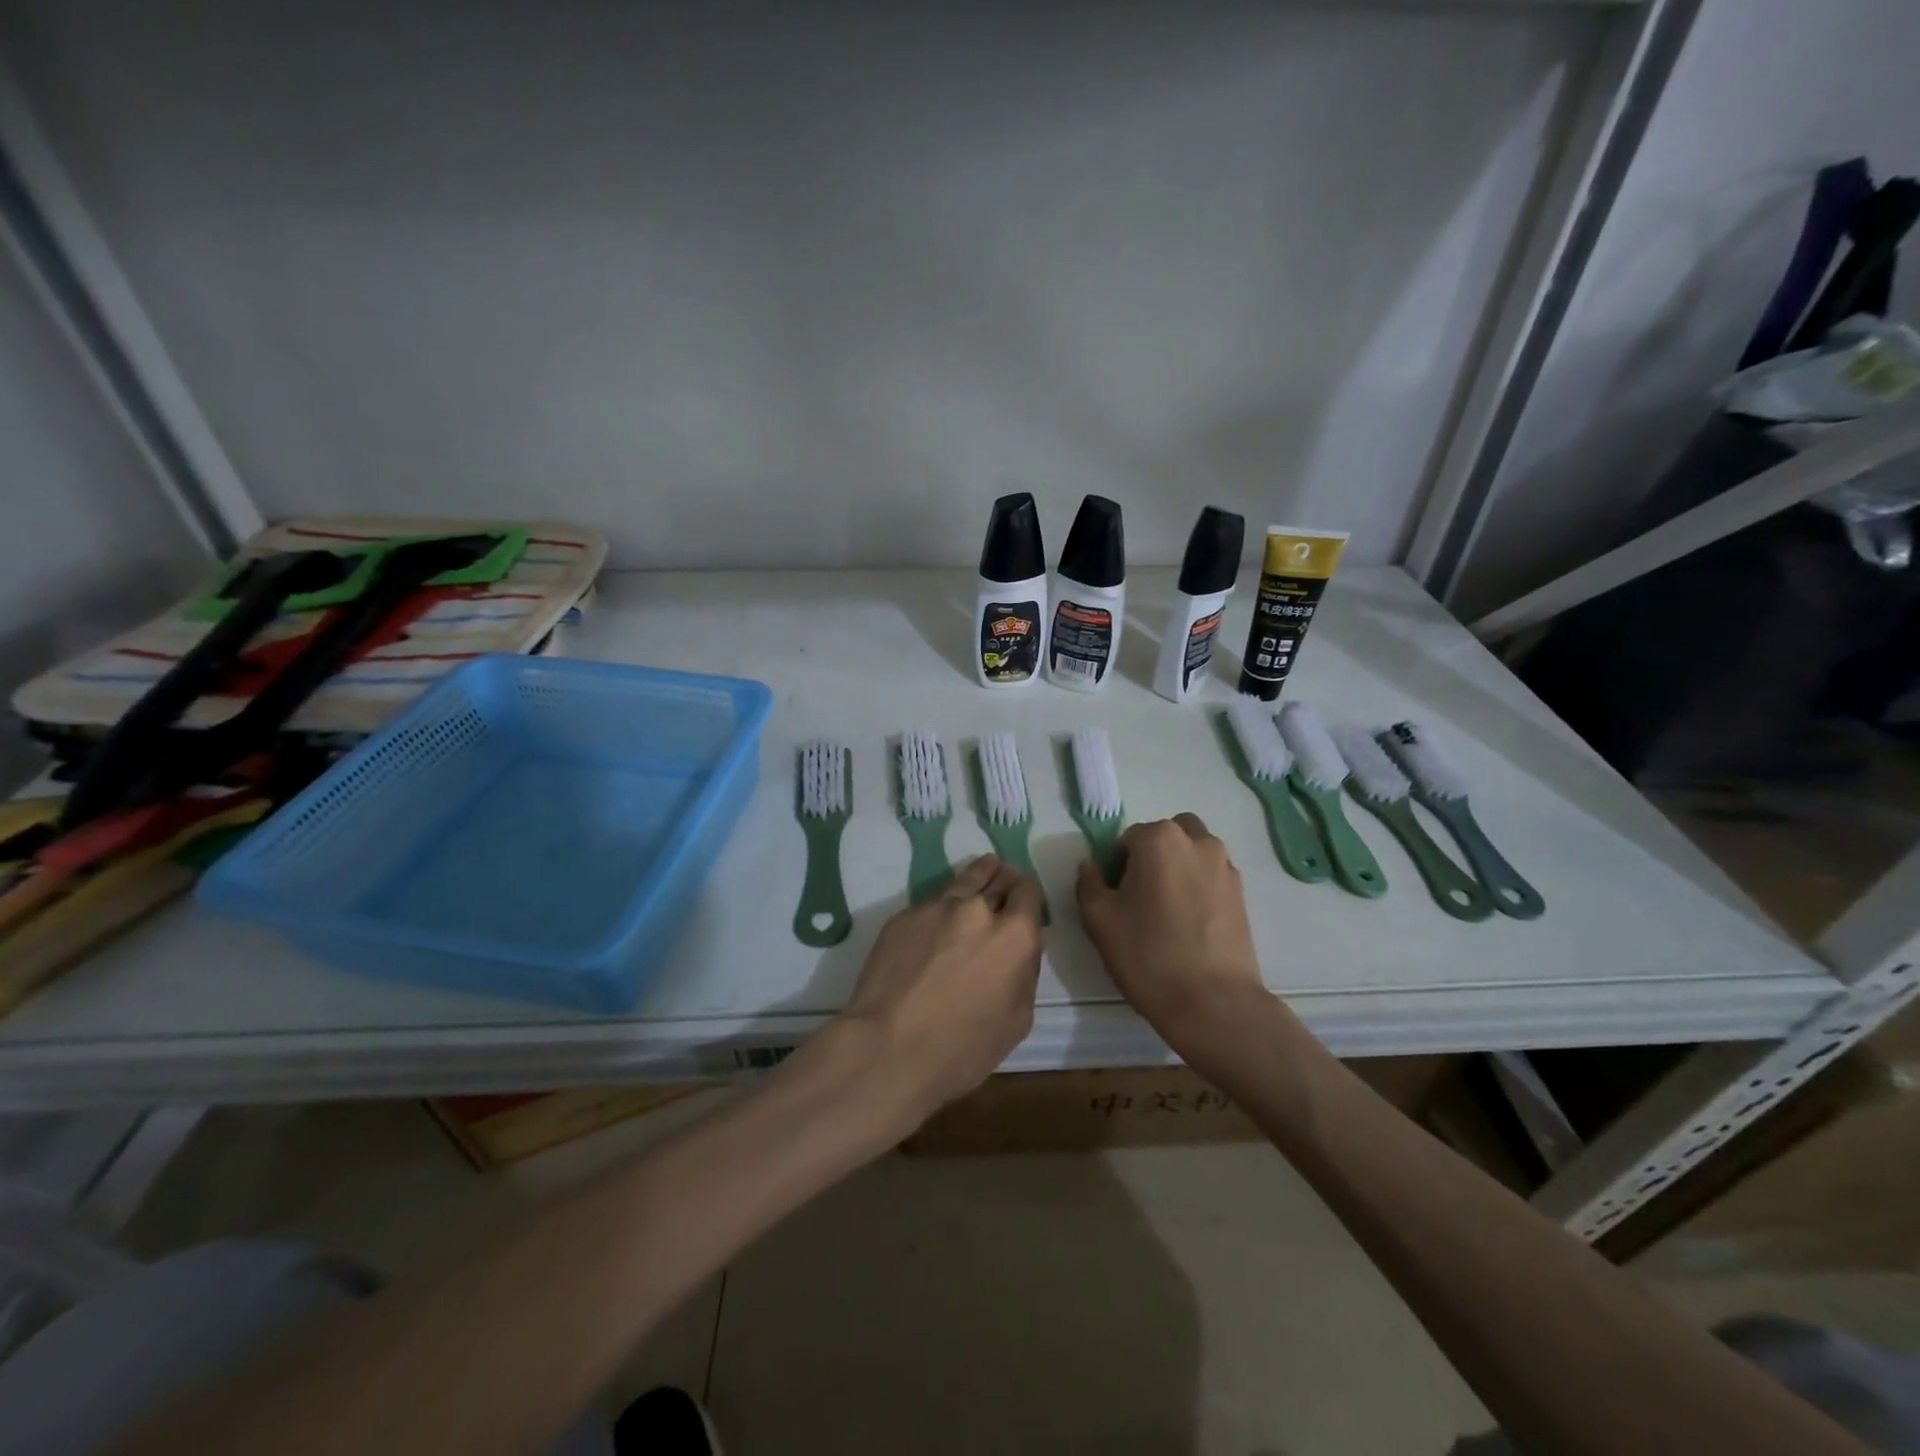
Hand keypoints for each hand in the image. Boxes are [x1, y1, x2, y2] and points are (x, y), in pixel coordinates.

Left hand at [838, 855, 1043, 1121]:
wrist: (888, 1048)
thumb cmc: (962, 1049)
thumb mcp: (1016, 1021)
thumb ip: (1025, 973)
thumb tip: (1023, 949)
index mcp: (1014, 935)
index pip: (1028, 891)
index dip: (1028, 895)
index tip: (1024, 903)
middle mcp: (978, 909)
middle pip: (997, 877)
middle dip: (1004, 880)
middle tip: (1003, 883)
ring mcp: (937, 907)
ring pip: (964, 880)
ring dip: (977, 877)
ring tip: (980, 873)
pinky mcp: (904, 915)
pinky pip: (931, 904)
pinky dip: (941, 909)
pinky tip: (936, 925)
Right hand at [1076, 815, 1270, 1064]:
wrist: (1213, 1003)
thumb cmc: (1148, 956)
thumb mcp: (1100, 919)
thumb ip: (1089, 883)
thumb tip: (1090, 866)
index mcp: (1159, 839)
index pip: (1127, 839)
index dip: (1116, 867)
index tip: (1115, 899)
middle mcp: (1197, 841)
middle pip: (1166, 836)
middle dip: (1151, 856)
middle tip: (1140, 897)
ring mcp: (1225, 866)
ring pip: (1193, 853)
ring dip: (1177, 868)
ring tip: (1167, 912)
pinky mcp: (1242, 893)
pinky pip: (1211, 876)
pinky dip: (1197, 887)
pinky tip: (1189, 925)